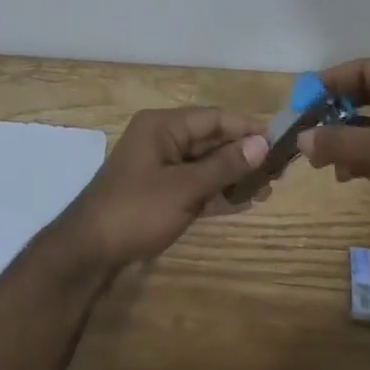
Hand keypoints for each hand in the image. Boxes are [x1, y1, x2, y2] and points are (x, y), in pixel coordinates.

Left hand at [57, 108, 270, 272]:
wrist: (89, 251)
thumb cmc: (136, 210)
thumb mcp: (184, 188)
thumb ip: (223, 166)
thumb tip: (261, 144)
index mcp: (162, 126)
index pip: (214, 118)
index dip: (247, 128)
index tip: (281, 141)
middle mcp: (162, 139)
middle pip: (211, 139)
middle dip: (243, 154)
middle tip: (279, 170)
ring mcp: (160, 166)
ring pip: (205, 163)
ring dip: (234, 175)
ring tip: (268, 188)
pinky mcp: (160, 191)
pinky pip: (195, 183)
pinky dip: (217, 191)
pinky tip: (244, 201)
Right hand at [297, 60, 369, 227]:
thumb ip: (340, 142)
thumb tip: (299, 139)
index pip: (365, 70)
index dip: (331, 81)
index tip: (302, 99)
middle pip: (363, 96)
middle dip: (332, 110)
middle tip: (303, 125)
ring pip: (365, 126)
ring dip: (340, 138)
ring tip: (316, 156)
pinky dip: (354, 159)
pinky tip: (340, 175)